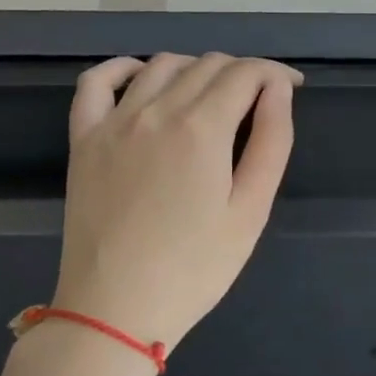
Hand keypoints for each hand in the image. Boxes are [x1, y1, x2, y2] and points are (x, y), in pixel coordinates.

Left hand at [51, 53, 300, 353]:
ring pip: (162, 65)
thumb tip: (278, 91)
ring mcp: (114, 121)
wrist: (114, 311)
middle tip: (258, 102)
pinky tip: (142, 78)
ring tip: (211, 97)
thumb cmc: (194, 268)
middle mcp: (157, 110)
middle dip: (243, 73)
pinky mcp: (84, 138)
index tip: (291, 88)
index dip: (275, 73)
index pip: (246, 73)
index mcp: (202, 128)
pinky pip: (96, 81)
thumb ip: (272, 141)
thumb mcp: (251, 210)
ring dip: (196, 68)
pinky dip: (123, 68)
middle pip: (208, 64)